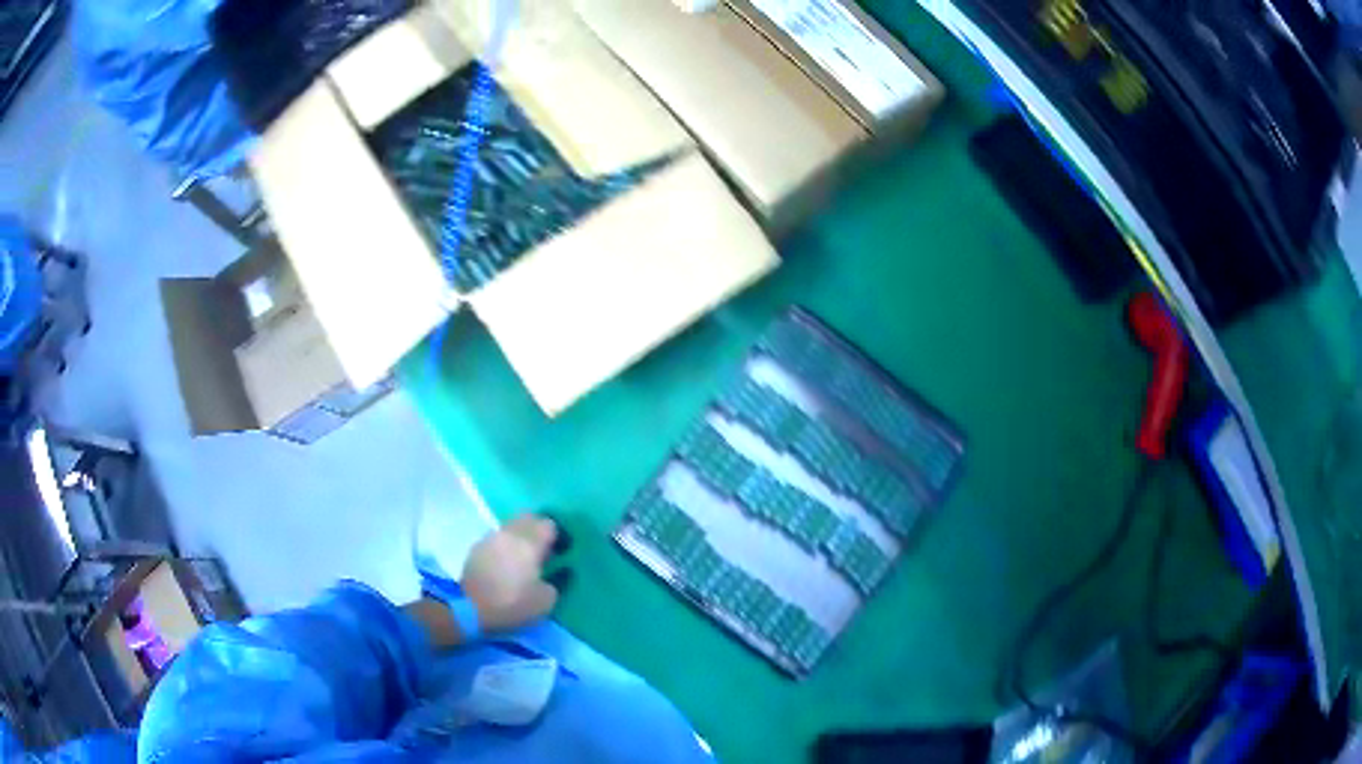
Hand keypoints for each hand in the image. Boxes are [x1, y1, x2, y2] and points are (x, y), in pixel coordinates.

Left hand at [461, 514, 560, 633]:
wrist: (469, 608)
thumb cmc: (511, 603)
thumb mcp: (545, 601)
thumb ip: (557, 582)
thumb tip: (558, 572)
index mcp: (529, 543)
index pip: (548, 524)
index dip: (557, 537)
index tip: (560, 552)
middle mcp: (510, 533)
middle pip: (529, 518)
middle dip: (538, 530)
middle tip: (544, 551)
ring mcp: (491, 538)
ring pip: (511, 527)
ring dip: (521, 537)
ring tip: (524, 559)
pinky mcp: (477, 548)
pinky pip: (498, 539)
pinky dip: (506, 545)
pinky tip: (506, 564)